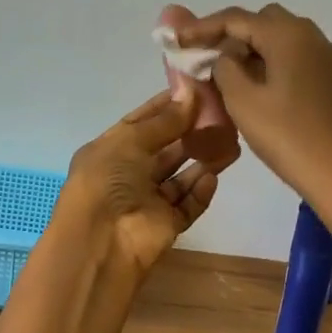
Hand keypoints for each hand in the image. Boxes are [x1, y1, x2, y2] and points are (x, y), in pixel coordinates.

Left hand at [62, 86, 235, 277]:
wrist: (101, 242)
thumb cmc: (107, 180)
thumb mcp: (131, 140)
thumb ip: (165, 120)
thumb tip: (192, 92)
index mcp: (110, 150)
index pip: (141, 122)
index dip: (167, 107)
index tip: (196, 91)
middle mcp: (128, 174)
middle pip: (165, 149)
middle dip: (190, 133)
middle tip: (222, 115)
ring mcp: (147, 201)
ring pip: (180, 176)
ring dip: (202, 160)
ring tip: (230, 142)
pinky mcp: (166, 225)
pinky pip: (188, 204)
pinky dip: (200, 191)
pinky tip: (213, 177)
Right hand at [175, 4, 331, 214]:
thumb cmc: (289, 137)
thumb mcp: (242, 101)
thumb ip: (224, 67)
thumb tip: (225, 55)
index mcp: (288, 35)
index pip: (236, 18)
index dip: (202, 27)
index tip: (177, 40)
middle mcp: (312, 36)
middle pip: (262, 22)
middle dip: (232, 35)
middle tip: (208, 59)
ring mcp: (328, 58)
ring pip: (282, 40)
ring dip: (254, 50)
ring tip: (231, 77)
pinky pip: (297, 58)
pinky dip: (274, 64)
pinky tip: (263, 91)